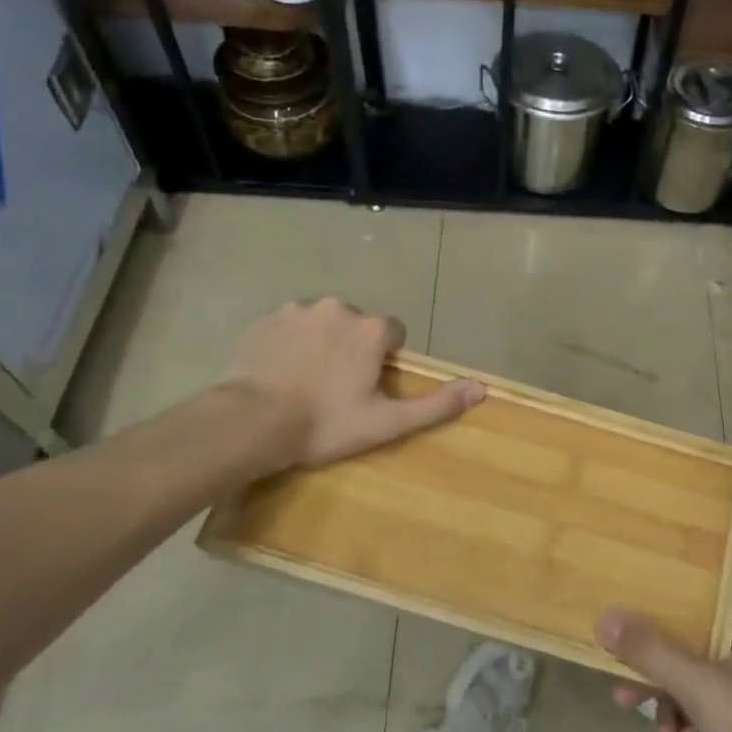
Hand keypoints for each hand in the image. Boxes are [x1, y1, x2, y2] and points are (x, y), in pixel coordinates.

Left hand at [224, 298, 482, 469]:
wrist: (251, 422)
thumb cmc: (325, 424)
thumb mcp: (387, 422)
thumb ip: (435, 404)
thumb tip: (481, 388)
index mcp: (372, 329)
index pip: (393, 334)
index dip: (384, 361)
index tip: (367, 389)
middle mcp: (339, 308)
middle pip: (358, 326)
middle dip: (352, 349)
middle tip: (336, 389)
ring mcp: (299, 310)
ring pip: (322, 323)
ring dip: (321, 344)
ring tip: (305, 382)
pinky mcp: (266, 319)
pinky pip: (289, 326)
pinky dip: (290, 344)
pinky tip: (280, 373)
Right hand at [596, 604, 731, 731]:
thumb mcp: (700, 688)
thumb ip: (651, 652)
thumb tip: (605, 616)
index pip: (703, 598)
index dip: (665, 599)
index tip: (627, 606)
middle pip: (691, 643)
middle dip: (655, 663)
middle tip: (620, 681)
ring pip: (694, 680)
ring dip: (669, 699)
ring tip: (657, 728)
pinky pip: (706, 711)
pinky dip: (688, 722)